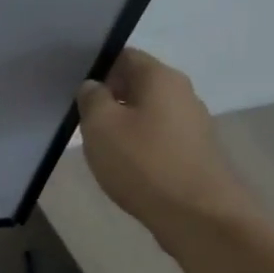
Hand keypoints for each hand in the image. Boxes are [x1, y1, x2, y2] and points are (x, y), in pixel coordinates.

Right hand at [75, 50, 260, 251]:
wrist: (199, 217)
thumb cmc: (144, 163)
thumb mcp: (100, 125)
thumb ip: (91, 98)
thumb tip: (94, 87)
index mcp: (161, 77)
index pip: (124, 56)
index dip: (97, 68)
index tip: (75, 90)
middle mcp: (182, 93)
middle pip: (138, 84)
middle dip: (109, 97)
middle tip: (80, 119)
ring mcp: (193, 124)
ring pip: (148, 112)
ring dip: (123, 124)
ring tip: (99, 145)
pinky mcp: (194, 152)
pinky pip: (159, 137)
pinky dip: (139, 145)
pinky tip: (124, 166)